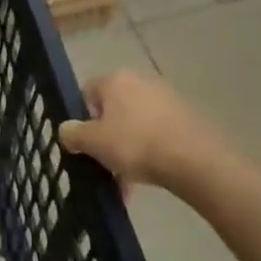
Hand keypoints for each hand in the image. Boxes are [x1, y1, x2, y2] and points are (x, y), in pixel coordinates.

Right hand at [59, 69, 236, 197]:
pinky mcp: (186, 116)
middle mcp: (140, 81)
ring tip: (128, 181)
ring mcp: (166, 98)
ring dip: (128, 149)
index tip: (84, 144)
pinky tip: (150, 175)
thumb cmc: (135, 144)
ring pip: (135, 124)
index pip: (87, 93)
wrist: (195, 159)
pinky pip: (157, 133)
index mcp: (114, 80)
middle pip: (113, 110)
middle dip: (107, 139)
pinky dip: (151, 151)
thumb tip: (66, 129)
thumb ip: (73, 134)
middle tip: (105, 165)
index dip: (81, 118)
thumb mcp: (93, 142)